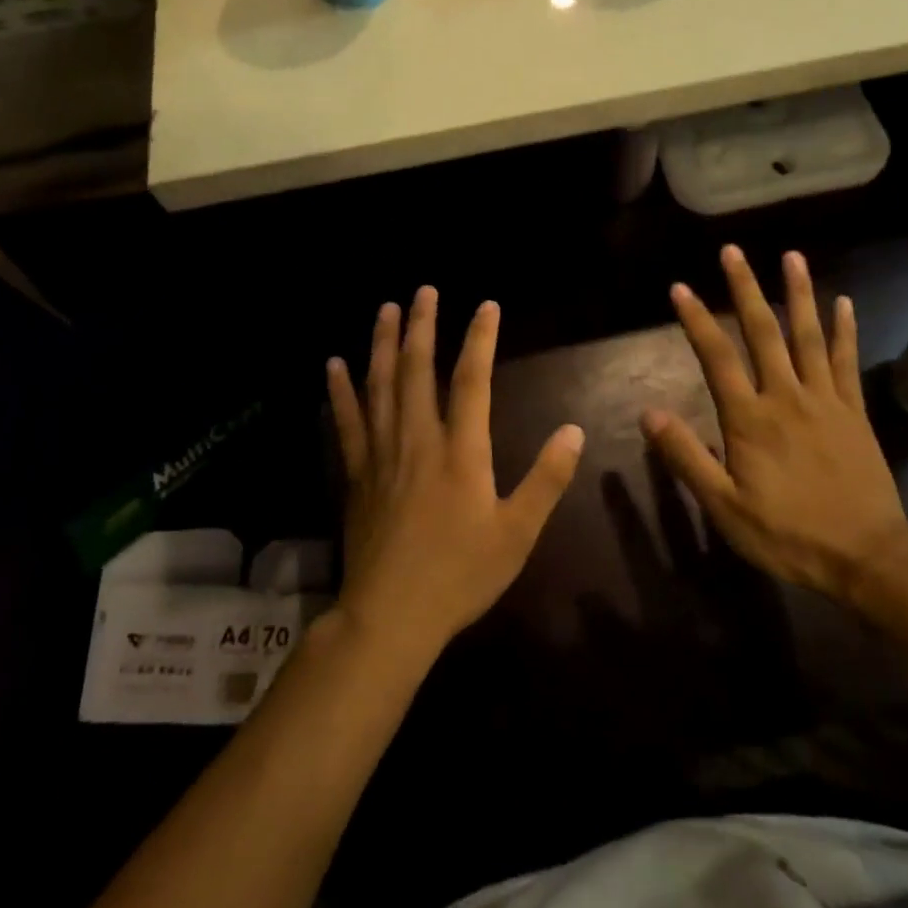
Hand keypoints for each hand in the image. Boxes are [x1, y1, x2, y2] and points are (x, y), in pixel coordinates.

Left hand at [328, 287, 584, 665]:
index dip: (480, 338)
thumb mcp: (518, 533)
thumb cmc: (460, 575)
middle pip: (417, 370)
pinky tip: (333, 365)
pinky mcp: (356, 474)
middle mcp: (418, 440)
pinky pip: (347, 422)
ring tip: (386, 309)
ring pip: (380, 386)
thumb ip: (547, 479)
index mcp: (461, 451)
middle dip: (422, 325)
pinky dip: (340, 391)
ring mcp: (382, 454)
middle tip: (424, 290)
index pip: (472, 380)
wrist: (391, 617)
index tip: (486, 305)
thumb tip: (574, 431)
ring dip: (382, 343)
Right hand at [640, 246, 907, 600]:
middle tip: (733, 251)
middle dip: (745, 288)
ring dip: (798, 293)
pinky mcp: (853, 411)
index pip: (716, 357)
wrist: (867, 556)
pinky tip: (842, 303)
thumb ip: (687, 457)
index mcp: (749, 418)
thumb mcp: (725, 507)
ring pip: (808, 336)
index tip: (680, 287)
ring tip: (791, 256)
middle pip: (763, 332)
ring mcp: (825, 399)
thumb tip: (648, 413)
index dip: (696, 320)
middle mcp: (786, 396)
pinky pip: (846, 361)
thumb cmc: (788, 534)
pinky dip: (843, 330)